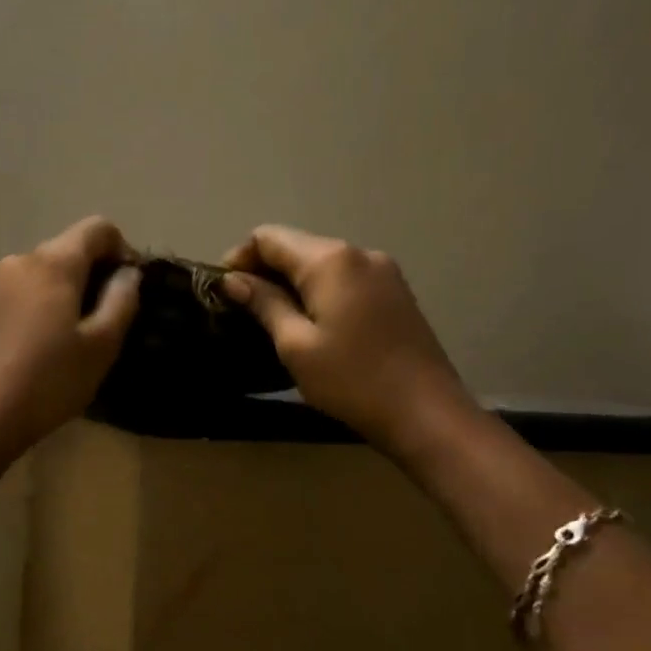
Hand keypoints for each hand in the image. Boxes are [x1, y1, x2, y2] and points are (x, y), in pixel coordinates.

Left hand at [0, 217, 141, 472]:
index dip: (123, 250)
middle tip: (112, 320)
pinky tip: (51, 346)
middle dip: (97, 274)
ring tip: (82, 338)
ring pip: (48, 273)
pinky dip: (48, 307)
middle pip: (70, 249)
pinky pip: (28, 293)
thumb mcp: (101, 345)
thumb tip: (128, 274)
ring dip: (72, 293)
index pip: (98, 228)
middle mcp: (22, 261)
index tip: (131, 289)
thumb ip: (122, 300)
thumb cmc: (50, 380)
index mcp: (53, 262)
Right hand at [222, 225, 475, 457]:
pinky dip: (318, 291)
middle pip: (296, 246)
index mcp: (330, 260)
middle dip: (264, 270)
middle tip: (242, 309)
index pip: (269, 237)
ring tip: (272, 319)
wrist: (427, 413)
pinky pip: (343, 278)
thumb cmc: (352, 380)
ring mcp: (382, 271)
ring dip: (290, 282)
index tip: (224, 292)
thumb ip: (263, 304)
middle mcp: (358, 253)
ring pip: (320, 262)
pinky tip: (310, 323)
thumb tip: (232, 280)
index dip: (239, 258)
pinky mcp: (394, 292)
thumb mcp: (295, 345)